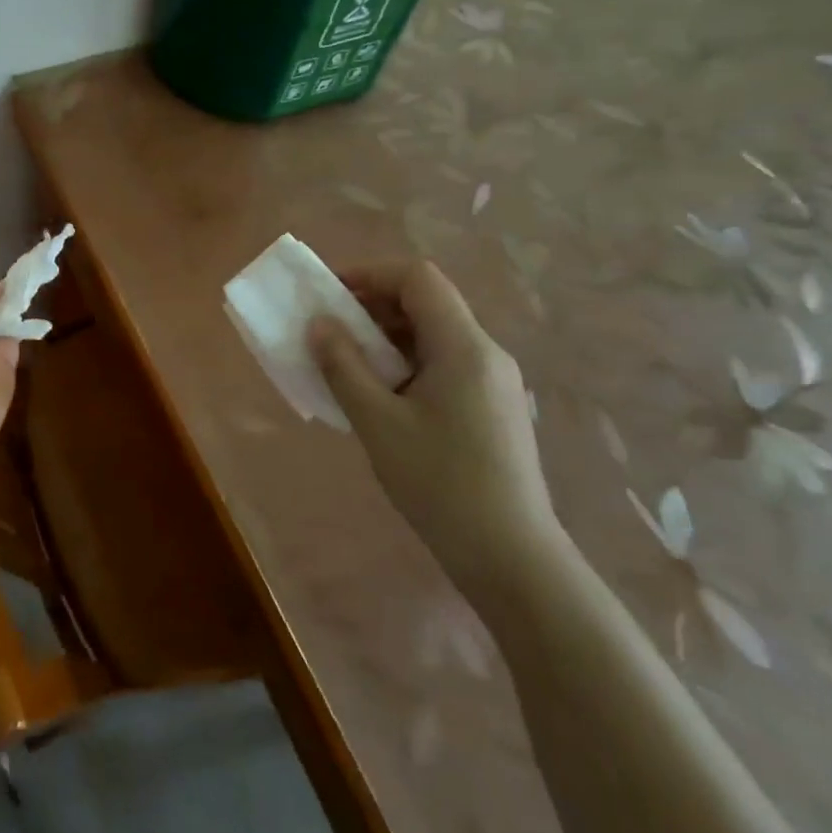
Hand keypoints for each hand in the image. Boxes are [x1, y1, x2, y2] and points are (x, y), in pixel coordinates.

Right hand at [308, 258, 565, 607]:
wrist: (512, 558)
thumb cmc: (440, 484)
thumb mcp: (378, 423)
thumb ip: (343, 366)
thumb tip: (319, 324)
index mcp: (463, 347)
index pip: (418, 278)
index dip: (370, 274)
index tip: (330, 294)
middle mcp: (486, 353)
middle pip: (428, 302)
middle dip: (374, 305)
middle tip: (331, 330)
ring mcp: (494, 382)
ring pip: (435, 334)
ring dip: (387, 337)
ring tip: (348, 364)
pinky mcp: (493, 408)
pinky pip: (444, 363)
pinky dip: (406, 362)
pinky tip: (381, 396)